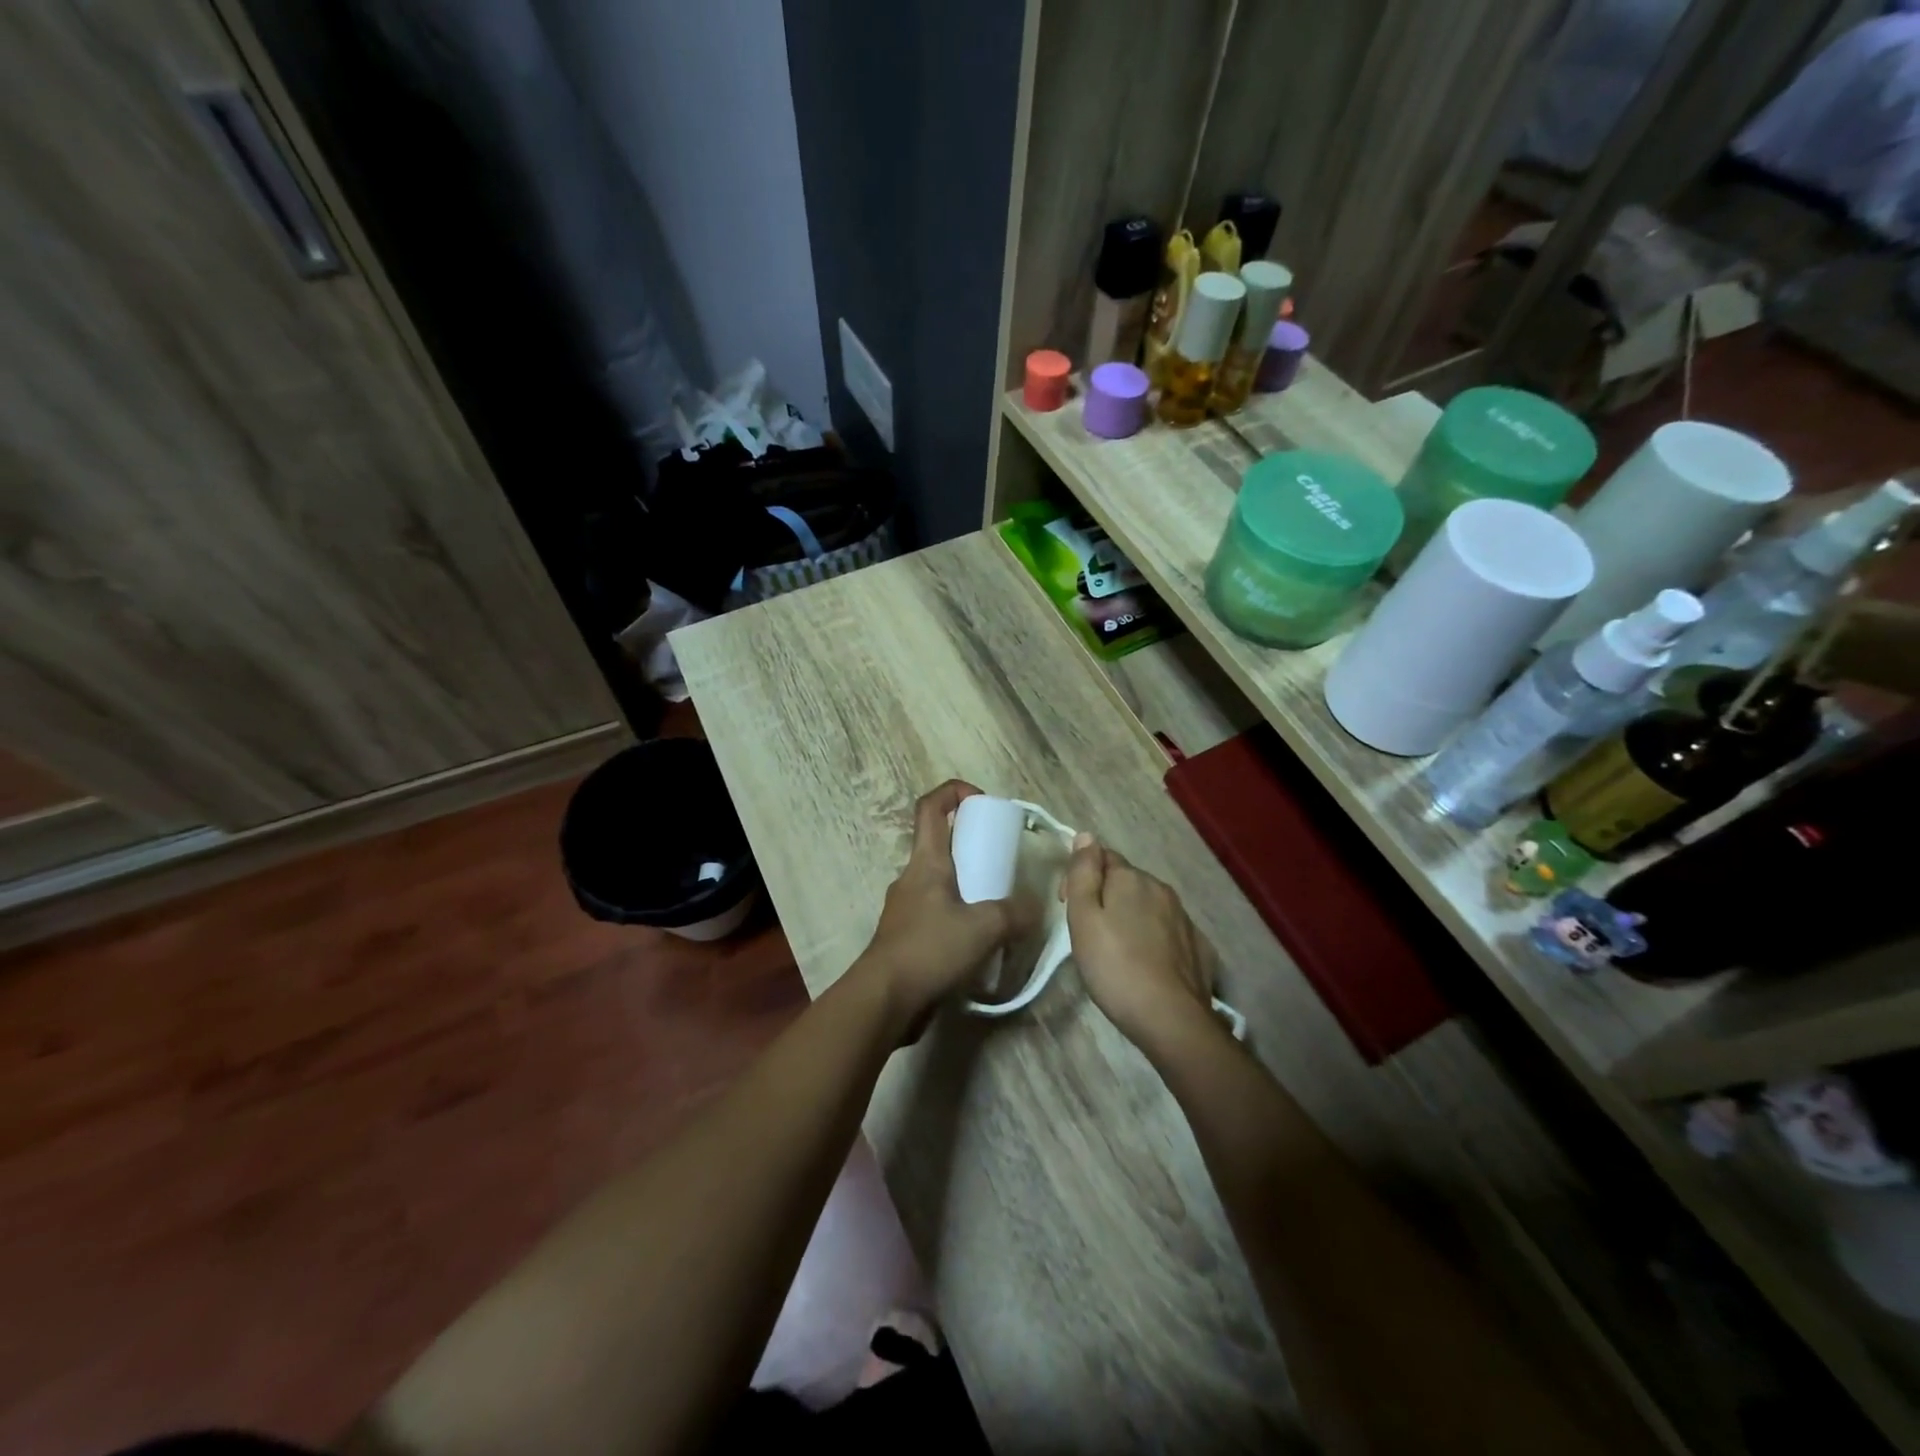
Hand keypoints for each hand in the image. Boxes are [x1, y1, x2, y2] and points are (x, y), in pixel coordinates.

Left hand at [853, 780, 1036, 1038]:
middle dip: (971, 844)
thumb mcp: (985, 927)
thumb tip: (1035, 908)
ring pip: (939, 881)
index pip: (930, 806)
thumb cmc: (931, 949)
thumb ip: (1016, 913)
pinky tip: (979, 940)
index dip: (954, 791)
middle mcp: (912, 877)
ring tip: (997, 905)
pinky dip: (958, 916)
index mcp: (926, 862)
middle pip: (938, 843)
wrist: (884, 999)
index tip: (982, 802)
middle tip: (1002, 861)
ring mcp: (906, 908)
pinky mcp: (906, 936)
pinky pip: (936, 913)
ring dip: (966, 884)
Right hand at [1059, 834, 1215, 1053]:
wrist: (1171, 1019)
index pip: (1102, 856)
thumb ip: (1083, 873)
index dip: (1080, 876)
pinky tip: (1146, 963)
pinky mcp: (1198, 946)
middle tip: (1089, 932)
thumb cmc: (1115, 966)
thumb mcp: (1083, 918)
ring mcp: (1183, 918)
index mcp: (1131, 878)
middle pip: (1126, 881)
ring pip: (1149, 905)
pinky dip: (1154, 938)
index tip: (1067, 906)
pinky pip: (1168, 931)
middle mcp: (1161, 889)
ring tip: (1116, 950)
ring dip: (1131, 917)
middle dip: (1106, 896)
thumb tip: (1086, 835)